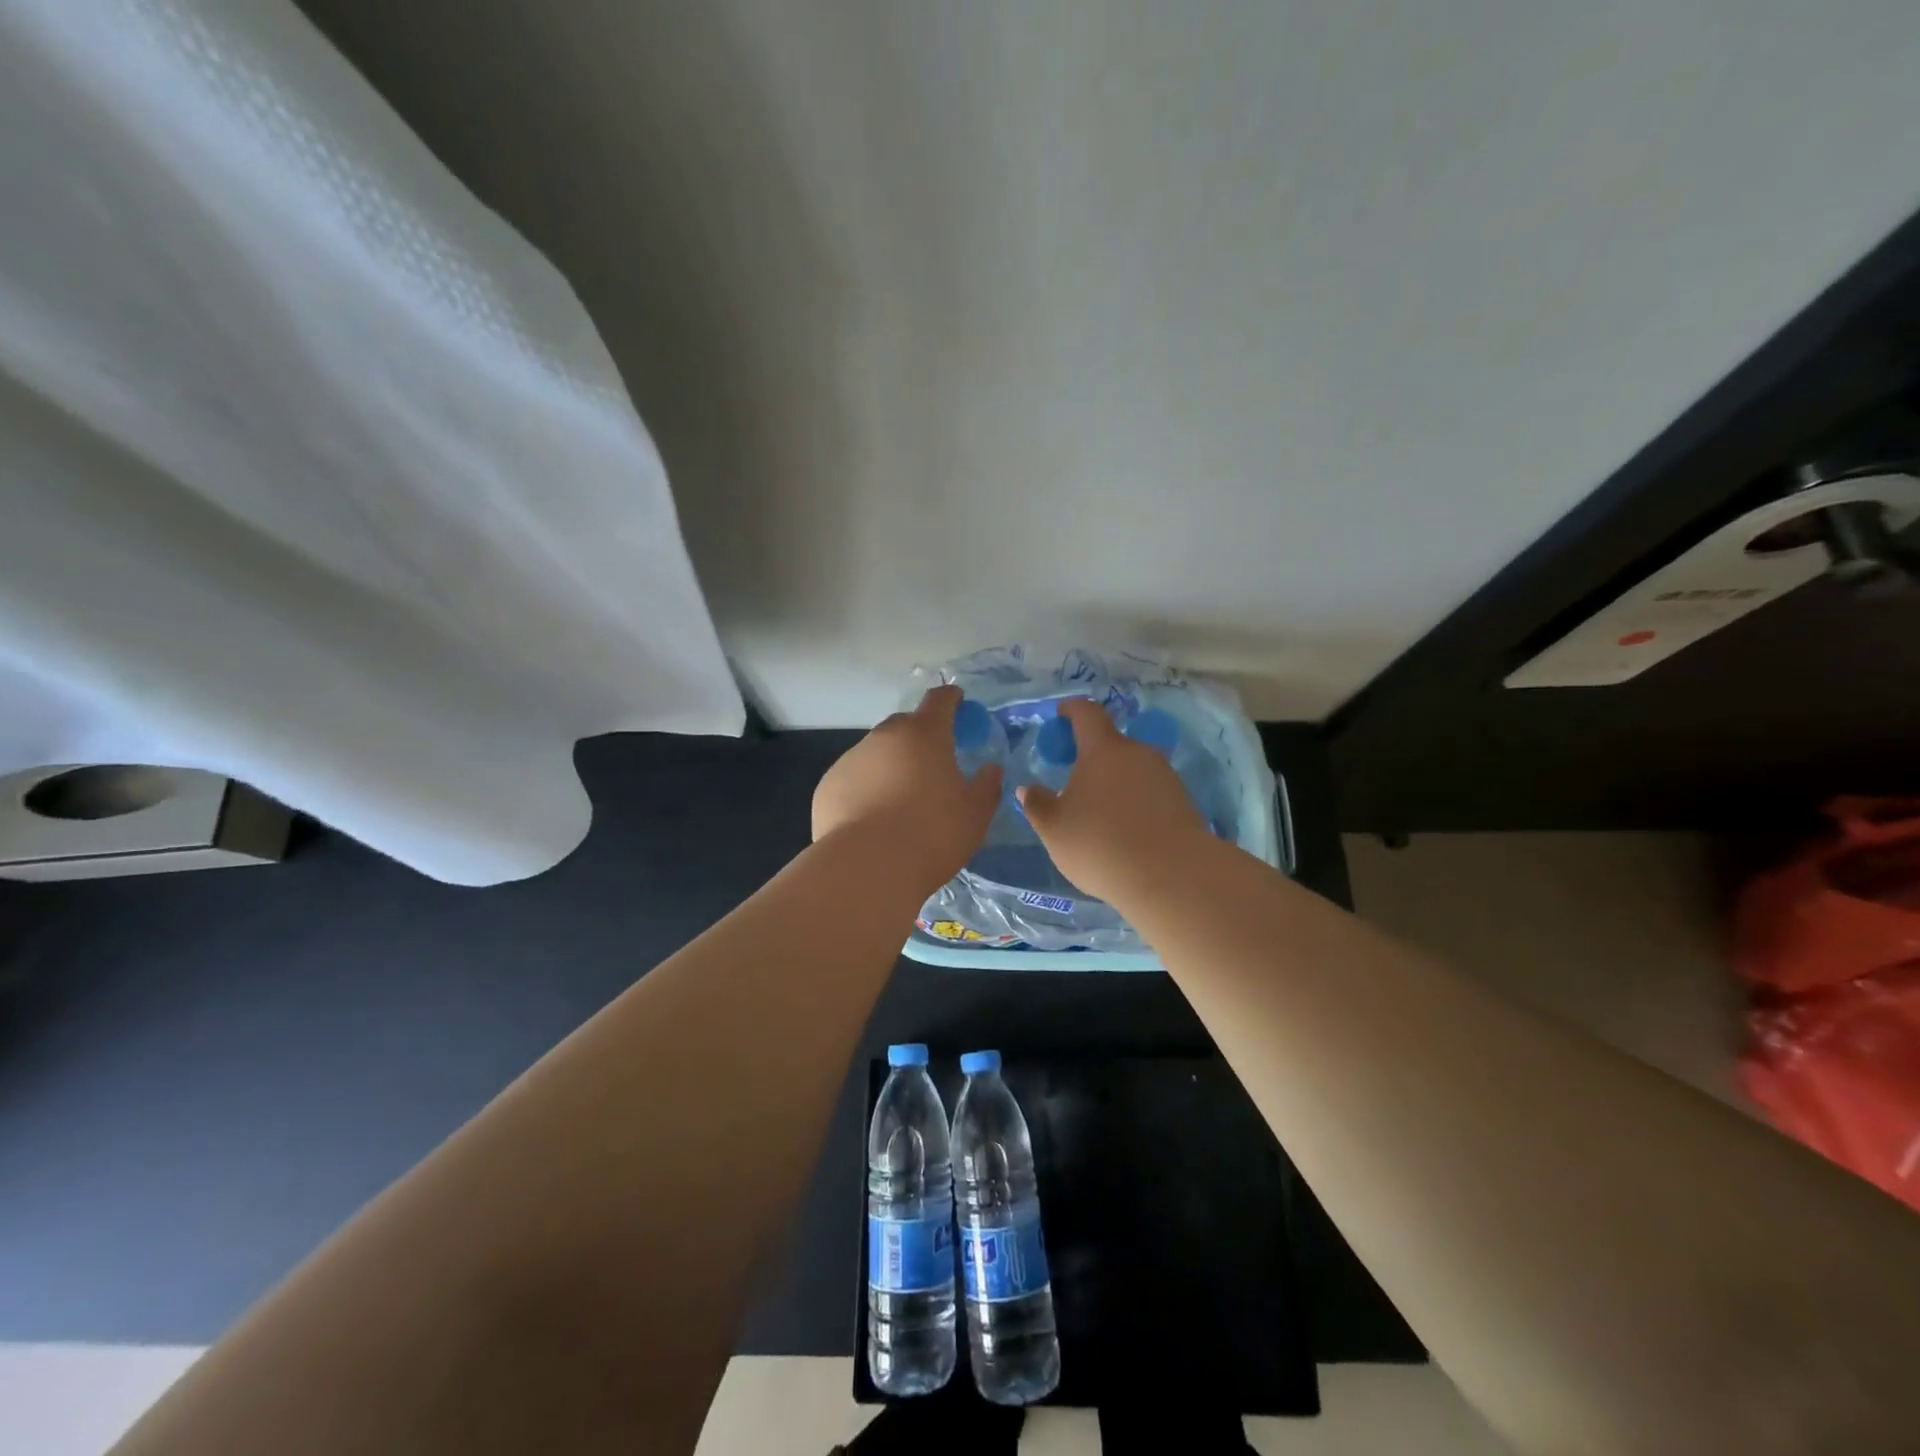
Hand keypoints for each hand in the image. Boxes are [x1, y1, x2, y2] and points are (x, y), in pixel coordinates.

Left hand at [812, 685, 1003, 889]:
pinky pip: (854, 779)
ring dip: (890, 765)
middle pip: (904, 725)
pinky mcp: (827, 785)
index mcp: (925, 735)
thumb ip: (987, 785)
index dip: (951, 698)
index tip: (957, 702)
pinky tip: (872, 819)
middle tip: (932, 764)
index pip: (939, 700)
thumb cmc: (932, 834)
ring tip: (899, 800)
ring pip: (876, 753)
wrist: (867, 868)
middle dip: (919, 736)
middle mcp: (884, 737)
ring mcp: (851, 759)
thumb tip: (990, 769)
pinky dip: (865, 789)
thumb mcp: (975, 813)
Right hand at [1016, 697, 1212, 903]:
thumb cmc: (1101, 844)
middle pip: (1112, 744)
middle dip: (1092, 757)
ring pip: (1133, 769)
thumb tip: (1027, 789)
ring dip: (1115, 783)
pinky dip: (1135, 802)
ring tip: (1101, 814)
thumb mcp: (1055, 830)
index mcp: (1103, 749)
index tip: (1061, 714)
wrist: (1171, 876)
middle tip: (1075, 783)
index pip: (1087, 713)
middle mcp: (1138, 753)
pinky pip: (1151, 792)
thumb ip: (1038, 805)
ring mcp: (1165, 776)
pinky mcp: (1183, 801)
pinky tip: (1127, 831)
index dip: (1072, 710)